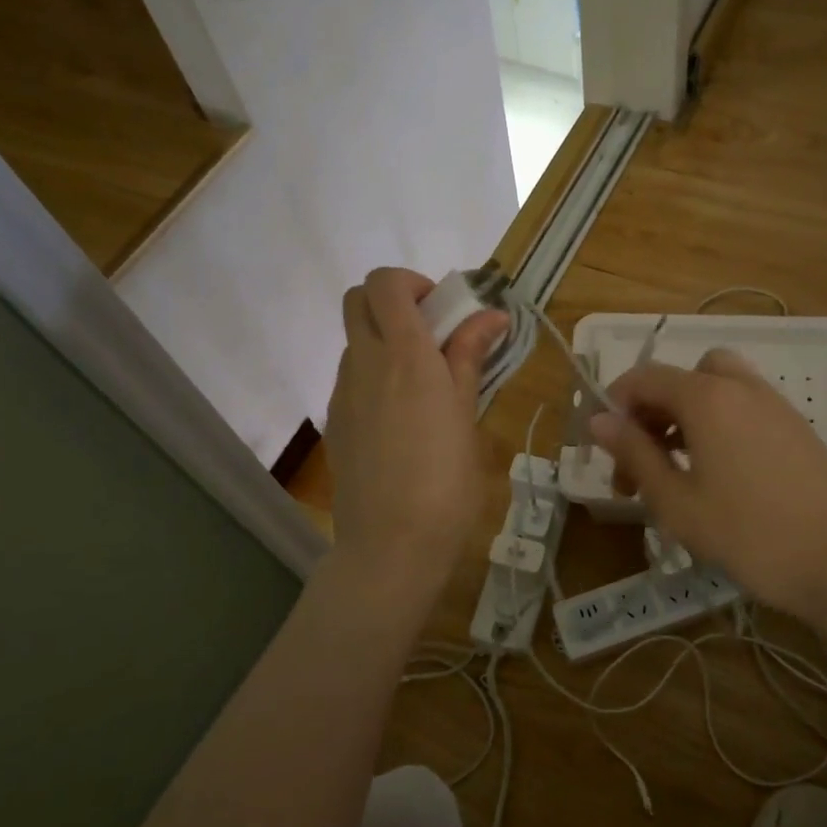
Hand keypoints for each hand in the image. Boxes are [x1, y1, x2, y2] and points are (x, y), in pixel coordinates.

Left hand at [324, 268, 507, 611]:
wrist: (391, 544)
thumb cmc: (446, 481)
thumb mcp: (466, 414)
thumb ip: (470, 357)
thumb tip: (491, 315)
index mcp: (404, 355)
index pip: (385, 282)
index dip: (413, 284)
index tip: (445, 313)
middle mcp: (364, 363)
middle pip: (358, 299)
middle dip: (393, 302)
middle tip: (431, 336)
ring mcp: (343, 393)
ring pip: (355, 340)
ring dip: (386, 341)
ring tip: (423, 385)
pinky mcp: (335, 422)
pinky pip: (352, 378)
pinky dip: (375, 375)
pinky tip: (402, 419)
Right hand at [590, 348, 826, 628]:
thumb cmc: (747, 535)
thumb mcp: (676, 501)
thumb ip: (634, 453)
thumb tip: (598, 420)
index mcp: (707, 398)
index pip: (645, 378)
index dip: (614, 405)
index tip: (604, 447)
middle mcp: (741, 387)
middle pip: (682, 377)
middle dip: (652, 411)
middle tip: (640, 461)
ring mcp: (774, 405)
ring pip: (715, 389)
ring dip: (685, 415)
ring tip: (676, 468)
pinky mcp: (796, 427)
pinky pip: (743, 407)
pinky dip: (718, 423)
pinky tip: (718, 474)